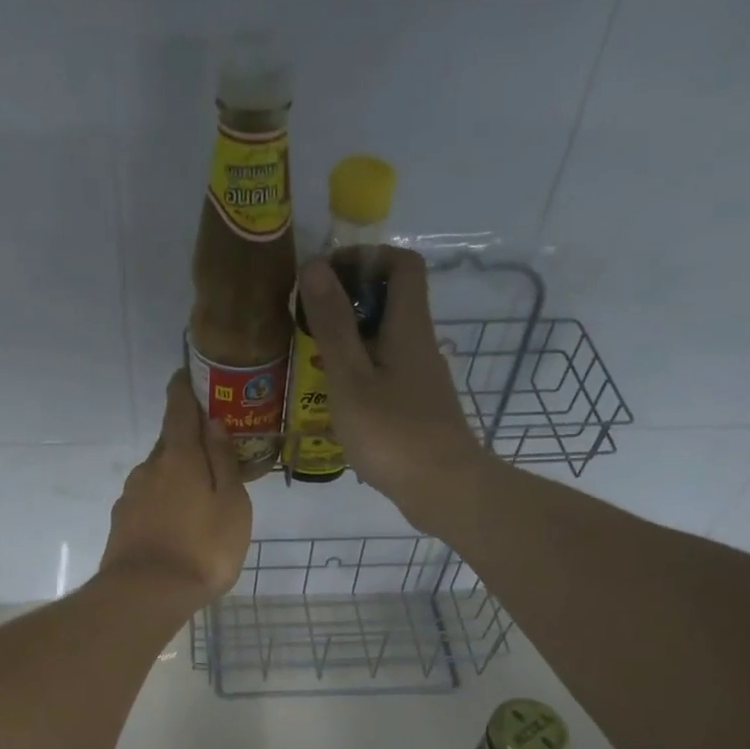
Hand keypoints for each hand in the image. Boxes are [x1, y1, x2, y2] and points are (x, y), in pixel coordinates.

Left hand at [99, 370, 252, 607]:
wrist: (146, 595)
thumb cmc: (202, 547)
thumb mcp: (231, 503)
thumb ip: (223, 461)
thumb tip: (213, 423)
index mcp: (179, 457)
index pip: (179, 410)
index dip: (184, 390)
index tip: (187, 376)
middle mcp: (149, 468)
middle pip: (169, 444)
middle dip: (188, 441)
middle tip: (212, 451)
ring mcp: (131, 496)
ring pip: (157, 474)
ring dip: (176, 475)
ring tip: (199, 495)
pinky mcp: (121, 523)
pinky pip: (148, 500)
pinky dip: (163, 501)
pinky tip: (177, 522)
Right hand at [299, 248, 487, 530]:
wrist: (443, 489)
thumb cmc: (393, 433)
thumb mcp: (351, 378)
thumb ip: (333, 325)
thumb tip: (316, 267)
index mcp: (409, 327)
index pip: (401, 264)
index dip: (365, 258)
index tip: (326, 277)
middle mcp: (420, 345)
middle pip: (391, 302)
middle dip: (347, 303)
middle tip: (307, 324)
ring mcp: (421, 379)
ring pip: (385, 342)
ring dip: (350, 342)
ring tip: (311, 363)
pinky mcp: (417, 409)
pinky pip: (385, 374)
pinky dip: (359, 375)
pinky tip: (335, 402)